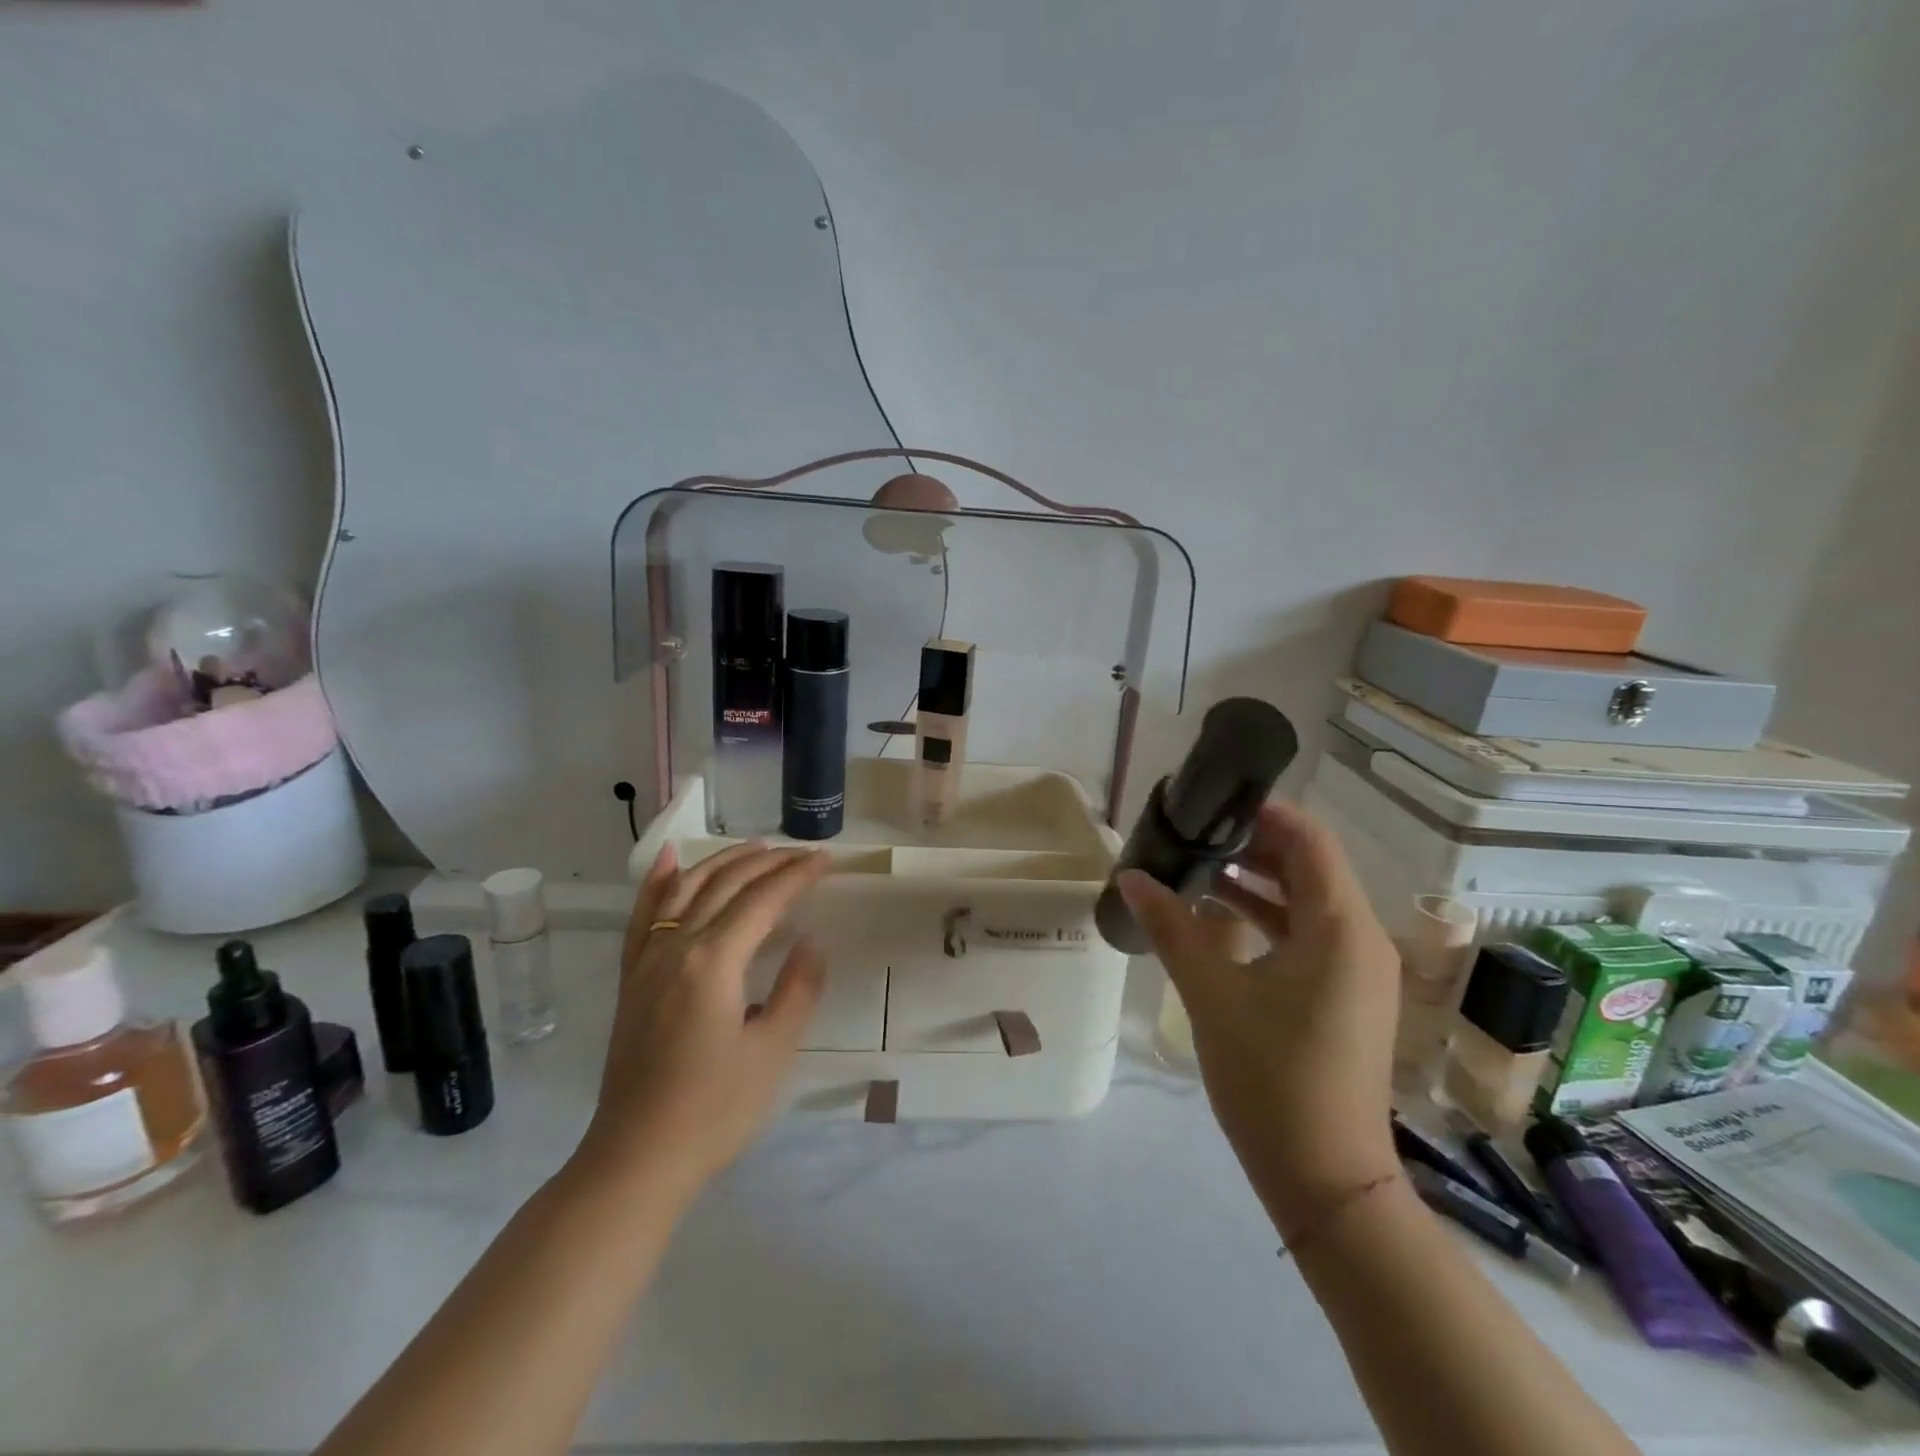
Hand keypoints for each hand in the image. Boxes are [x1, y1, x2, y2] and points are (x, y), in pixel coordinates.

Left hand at [573, 841, 830, 1198]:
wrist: (636, 1159)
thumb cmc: (714, 1110)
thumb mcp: (773, 1051)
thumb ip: (798, 989)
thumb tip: (810, 942)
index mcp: (714, 960)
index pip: (763, 900)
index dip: (797, 876)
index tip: (826, 859)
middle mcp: (676, 946)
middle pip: (725, 885)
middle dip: (767, 862)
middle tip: (802, 854)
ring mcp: (647, 960)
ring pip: (685, 889)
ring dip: (722, 861)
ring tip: (755, 847)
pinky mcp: (631, 978)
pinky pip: (643, 915)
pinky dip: (657, 881)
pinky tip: (669, 859)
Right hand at [1120, 802, 1399, 1236]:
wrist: (1326, 1178)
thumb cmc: (1271, 1077)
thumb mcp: (1211, 993)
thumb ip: (1171, 926)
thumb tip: (1131, 876)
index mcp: (1340, 927)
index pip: (1309, 840)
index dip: (1264, 813)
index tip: (1211, 802)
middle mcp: (1361, 938)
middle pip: (1310, 867)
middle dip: (1253, 845)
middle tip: (1195, 833)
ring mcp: (1358, 970)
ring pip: (1308, 902)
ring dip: (1257, 881)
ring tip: (1198, 868)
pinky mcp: (1346, 996)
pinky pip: (1309, 935)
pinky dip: (1267, 917)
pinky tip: (1220, 918)